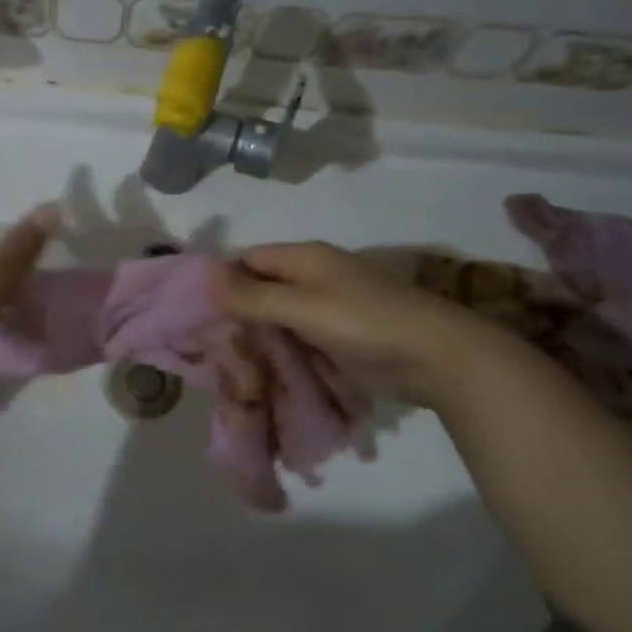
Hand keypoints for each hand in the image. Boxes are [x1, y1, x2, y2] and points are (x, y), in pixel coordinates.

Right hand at [217, 242, 509, 407]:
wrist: (436, 358)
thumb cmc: (365, 323)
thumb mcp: (303, 307)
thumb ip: (253, 296)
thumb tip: (205, 280)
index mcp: (305, 258)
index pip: (248, 260)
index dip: (221, 281)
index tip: (194, 312)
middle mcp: (313, 277)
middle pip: (261, 289)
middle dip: (236, 314)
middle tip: (207, 346)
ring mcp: (328, 309)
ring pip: (278, 318)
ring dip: (257, 337)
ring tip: (227, 364)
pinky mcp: (338, 339)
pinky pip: (297, 340)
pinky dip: (280, 352)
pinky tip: (260, 373)